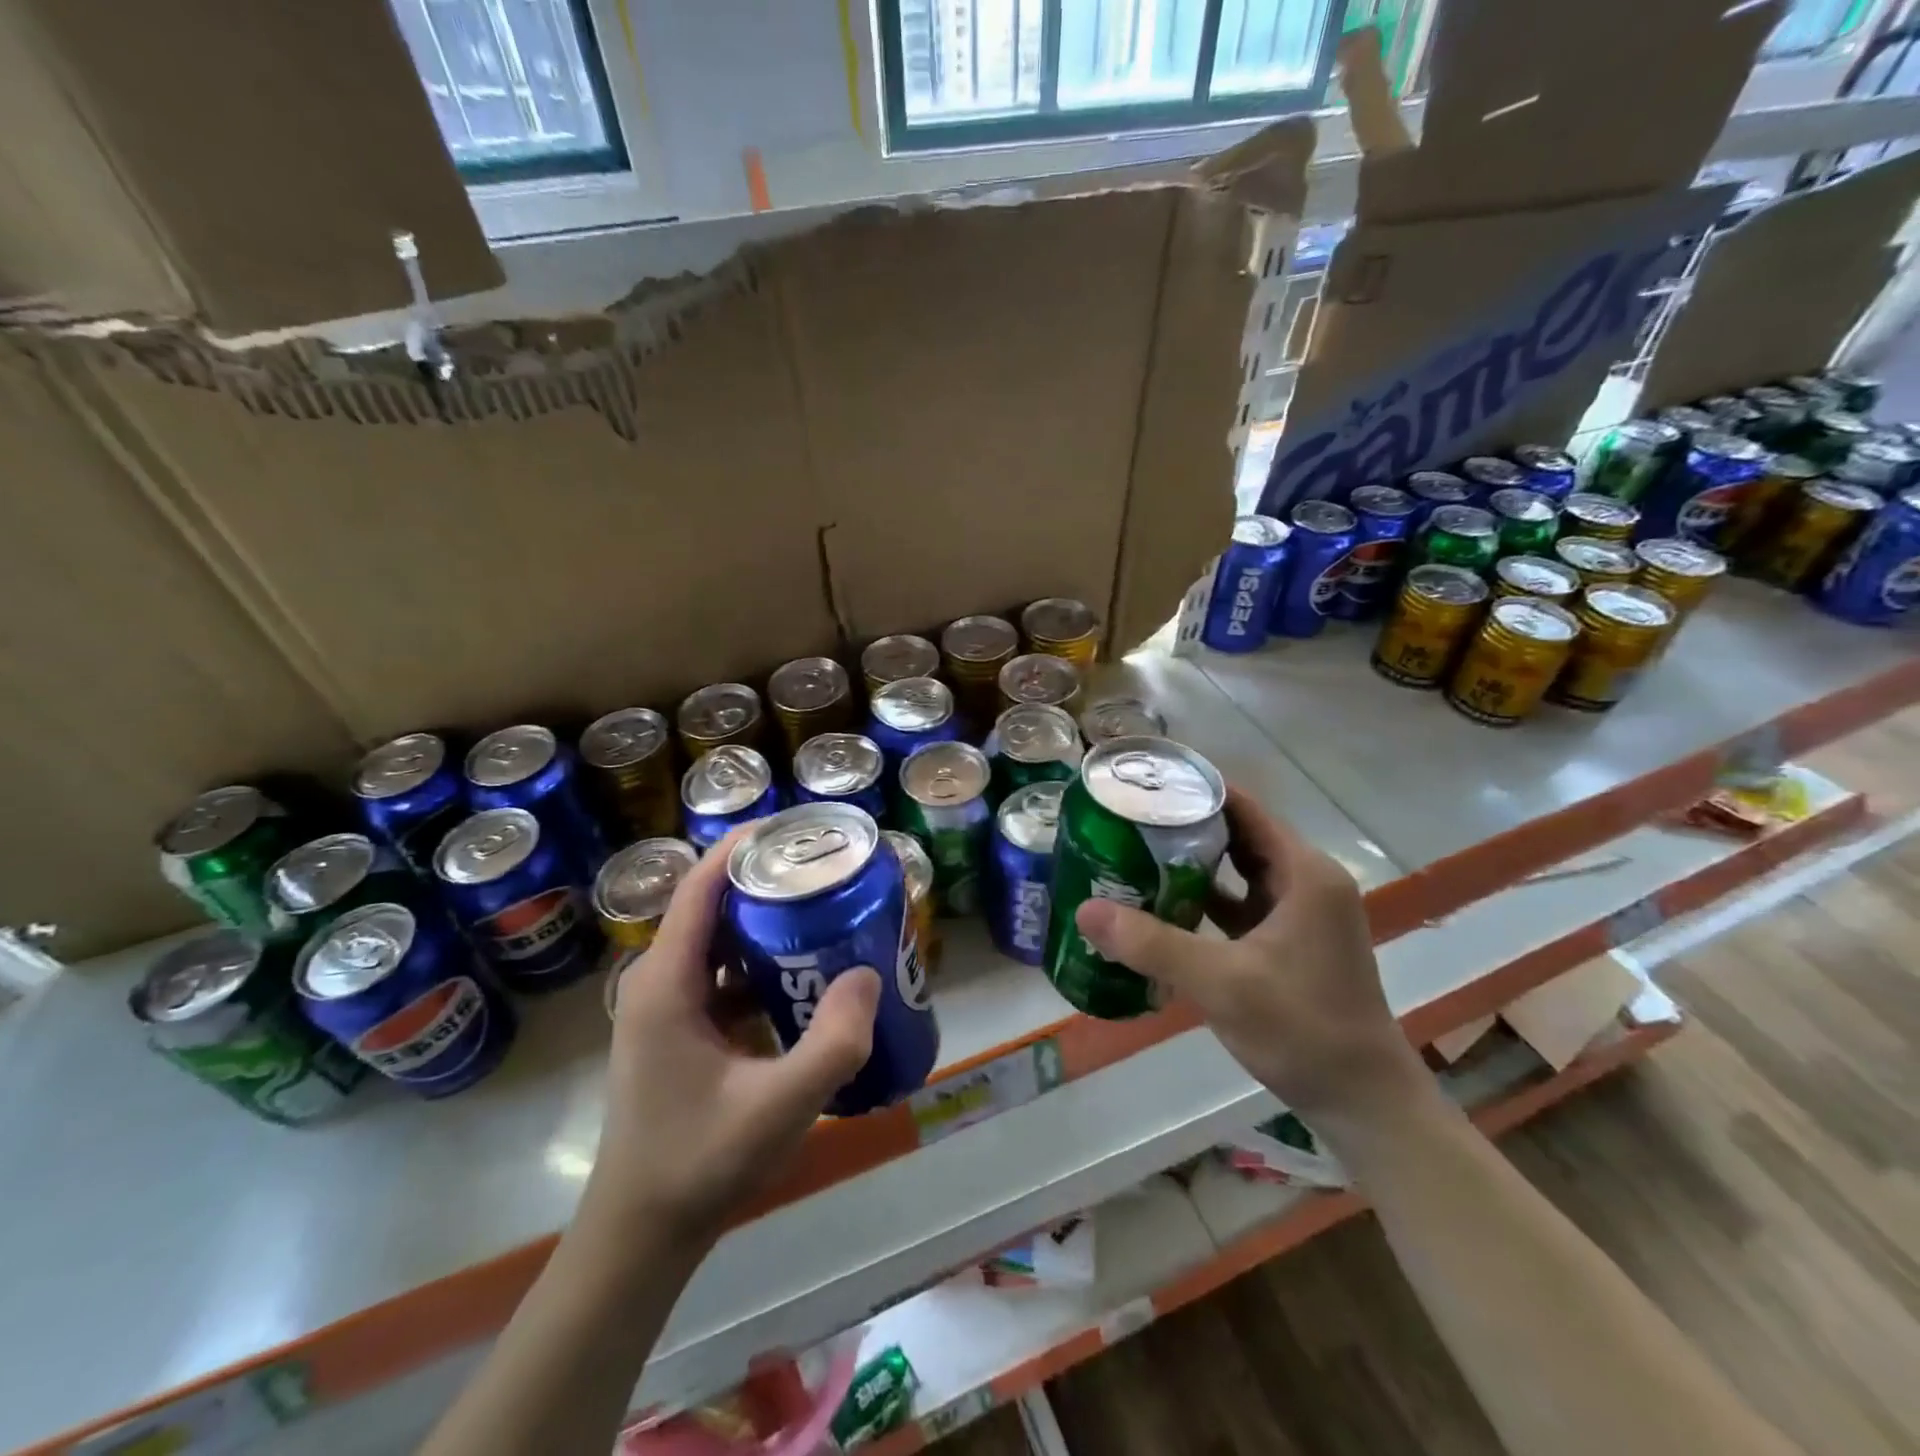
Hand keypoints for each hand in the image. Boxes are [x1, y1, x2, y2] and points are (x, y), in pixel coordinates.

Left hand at [579, 828, 880, 1251]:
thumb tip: (868, 973)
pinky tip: (805, 977)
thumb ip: (833, 1041)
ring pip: (721, 942)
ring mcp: (666, 1008)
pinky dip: (761, 965)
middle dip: (769, 882)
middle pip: (715, 905)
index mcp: (667, 981)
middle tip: (828, 872)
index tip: (798, 828)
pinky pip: (722, 977)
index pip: (703, 885)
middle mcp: (658, 981)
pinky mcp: (679, 1032)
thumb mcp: (780, 1106)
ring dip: (767, 924)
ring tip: (825, 913)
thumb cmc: (699, 1163)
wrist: (641, 1234)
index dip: (745, 845)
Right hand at [1074, 787, 1426, 1126]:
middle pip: (1238, 835)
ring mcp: (1299, 914)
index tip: (1144, 784)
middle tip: (1126, 818)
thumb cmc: (1302, 1029)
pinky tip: (1161, 904)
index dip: (1195, 790)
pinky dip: (1204, 900)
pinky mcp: (1289, 942)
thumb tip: (1085, 910)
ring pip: (1238, 871)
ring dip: (1192, 864)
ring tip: (1133, 852)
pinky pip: (1240, 905)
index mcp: (1304, 872)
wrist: (1363, 1102)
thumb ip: (1152, 943)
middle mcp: (1306, 881)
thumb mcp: (1221, 983)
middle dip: (1184, 825)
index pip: (1244, 808)